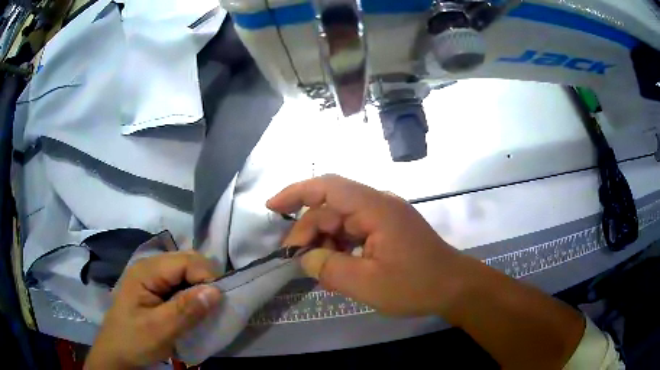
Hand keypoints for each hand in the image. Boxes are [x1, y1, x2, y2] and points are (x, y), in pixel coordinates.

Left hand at [85, 251, 221, 368]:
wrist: (117, 352)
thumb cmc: (134, 340)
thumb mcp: (159, 330)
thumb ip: (186, 310)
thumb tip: (216, 291)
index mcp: (147, 270)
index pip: (187, 261)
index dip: (207, 277)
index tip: (220, 303)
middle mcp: (151, 266)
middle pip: (188, 261)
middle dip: (206, 281)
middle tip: (214, 308)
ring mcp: (153, 277)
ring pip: (187, 272)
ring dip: (200, 289)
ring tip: (206, 311)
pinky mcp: (156, 288)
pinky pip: (181, 283)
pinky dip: (193, 295)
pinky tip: (194, 310)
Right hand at [269, 175, 584, 369]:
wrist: (454, 287)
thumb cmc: (415, 285)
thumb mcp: (367, 283)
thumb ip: (329, 268)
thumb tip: (305, 257)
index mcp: (374, 208)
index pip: (327, 187)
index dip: (295, 192)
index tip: (272, 207)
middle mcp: (378, 205)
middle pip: (331, 208)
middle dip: (308, 232)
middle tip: (295, 260)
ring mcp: (384, 218)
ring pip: (341, 222)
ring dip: (324, 243)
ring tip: (318, 271)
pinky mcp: (388, 231)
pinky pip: (355, 233)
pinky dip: (341, 249)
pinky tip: (337, 270)